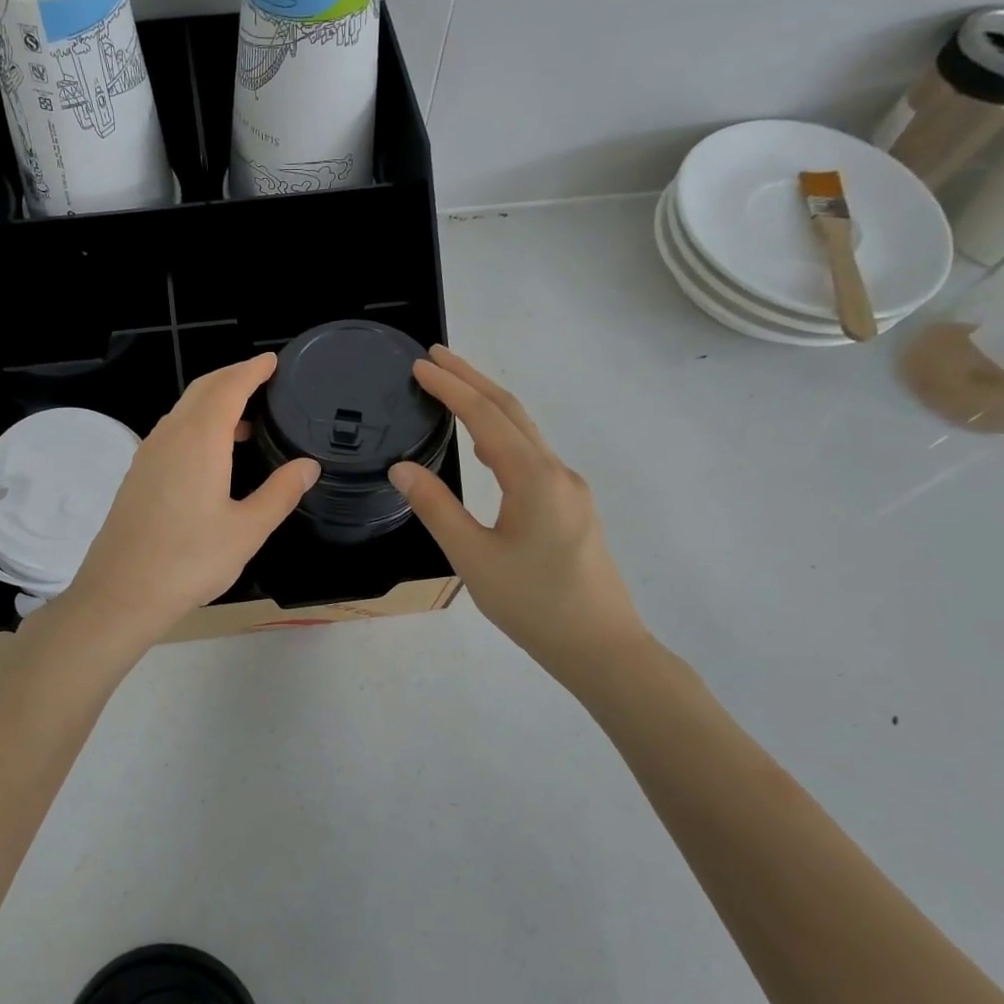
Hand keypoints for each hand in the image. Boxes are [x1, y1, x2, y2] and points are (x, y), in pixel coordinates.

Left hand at [58, 354, 319, 648]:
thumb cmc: (189, 561)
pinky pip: (172, 432)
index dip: (252, 370)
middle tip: (263, 380)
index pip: (229, 387)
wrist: (121, 593)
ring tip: (246, 419)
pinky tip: (213, 454)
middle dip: (233, 378)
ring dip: (213, 402)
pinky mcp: (138, 475)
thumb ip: (280, 493)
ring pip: (184, 411)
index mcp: (200, 440)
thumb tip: (308, 465)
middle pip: (202, 390)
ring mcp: (148, 455)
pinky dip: (197, 424)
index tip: (273, 360)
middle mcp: (170, 437)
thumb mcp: (247, 530)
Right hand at [388, 346, 645, 676]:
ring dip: (488, 406)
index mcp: (533, 478)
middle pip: (511, 412)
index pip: (486, 417)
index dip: (451, 388)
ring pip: (525, 433)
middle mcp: (556, 472)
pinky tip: (486, 449)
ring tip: (452, 391)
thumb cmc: (533, 605)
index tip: (419, 365)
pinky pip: (532, 456)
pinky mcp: (572, 507)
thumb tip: (402, 469)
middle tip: (435, 357)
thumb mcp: (473, 559)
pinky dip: (503, 436)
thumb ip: (437, 508)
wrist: (601, 646)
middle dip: (472, 380)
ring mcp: (569, 489)